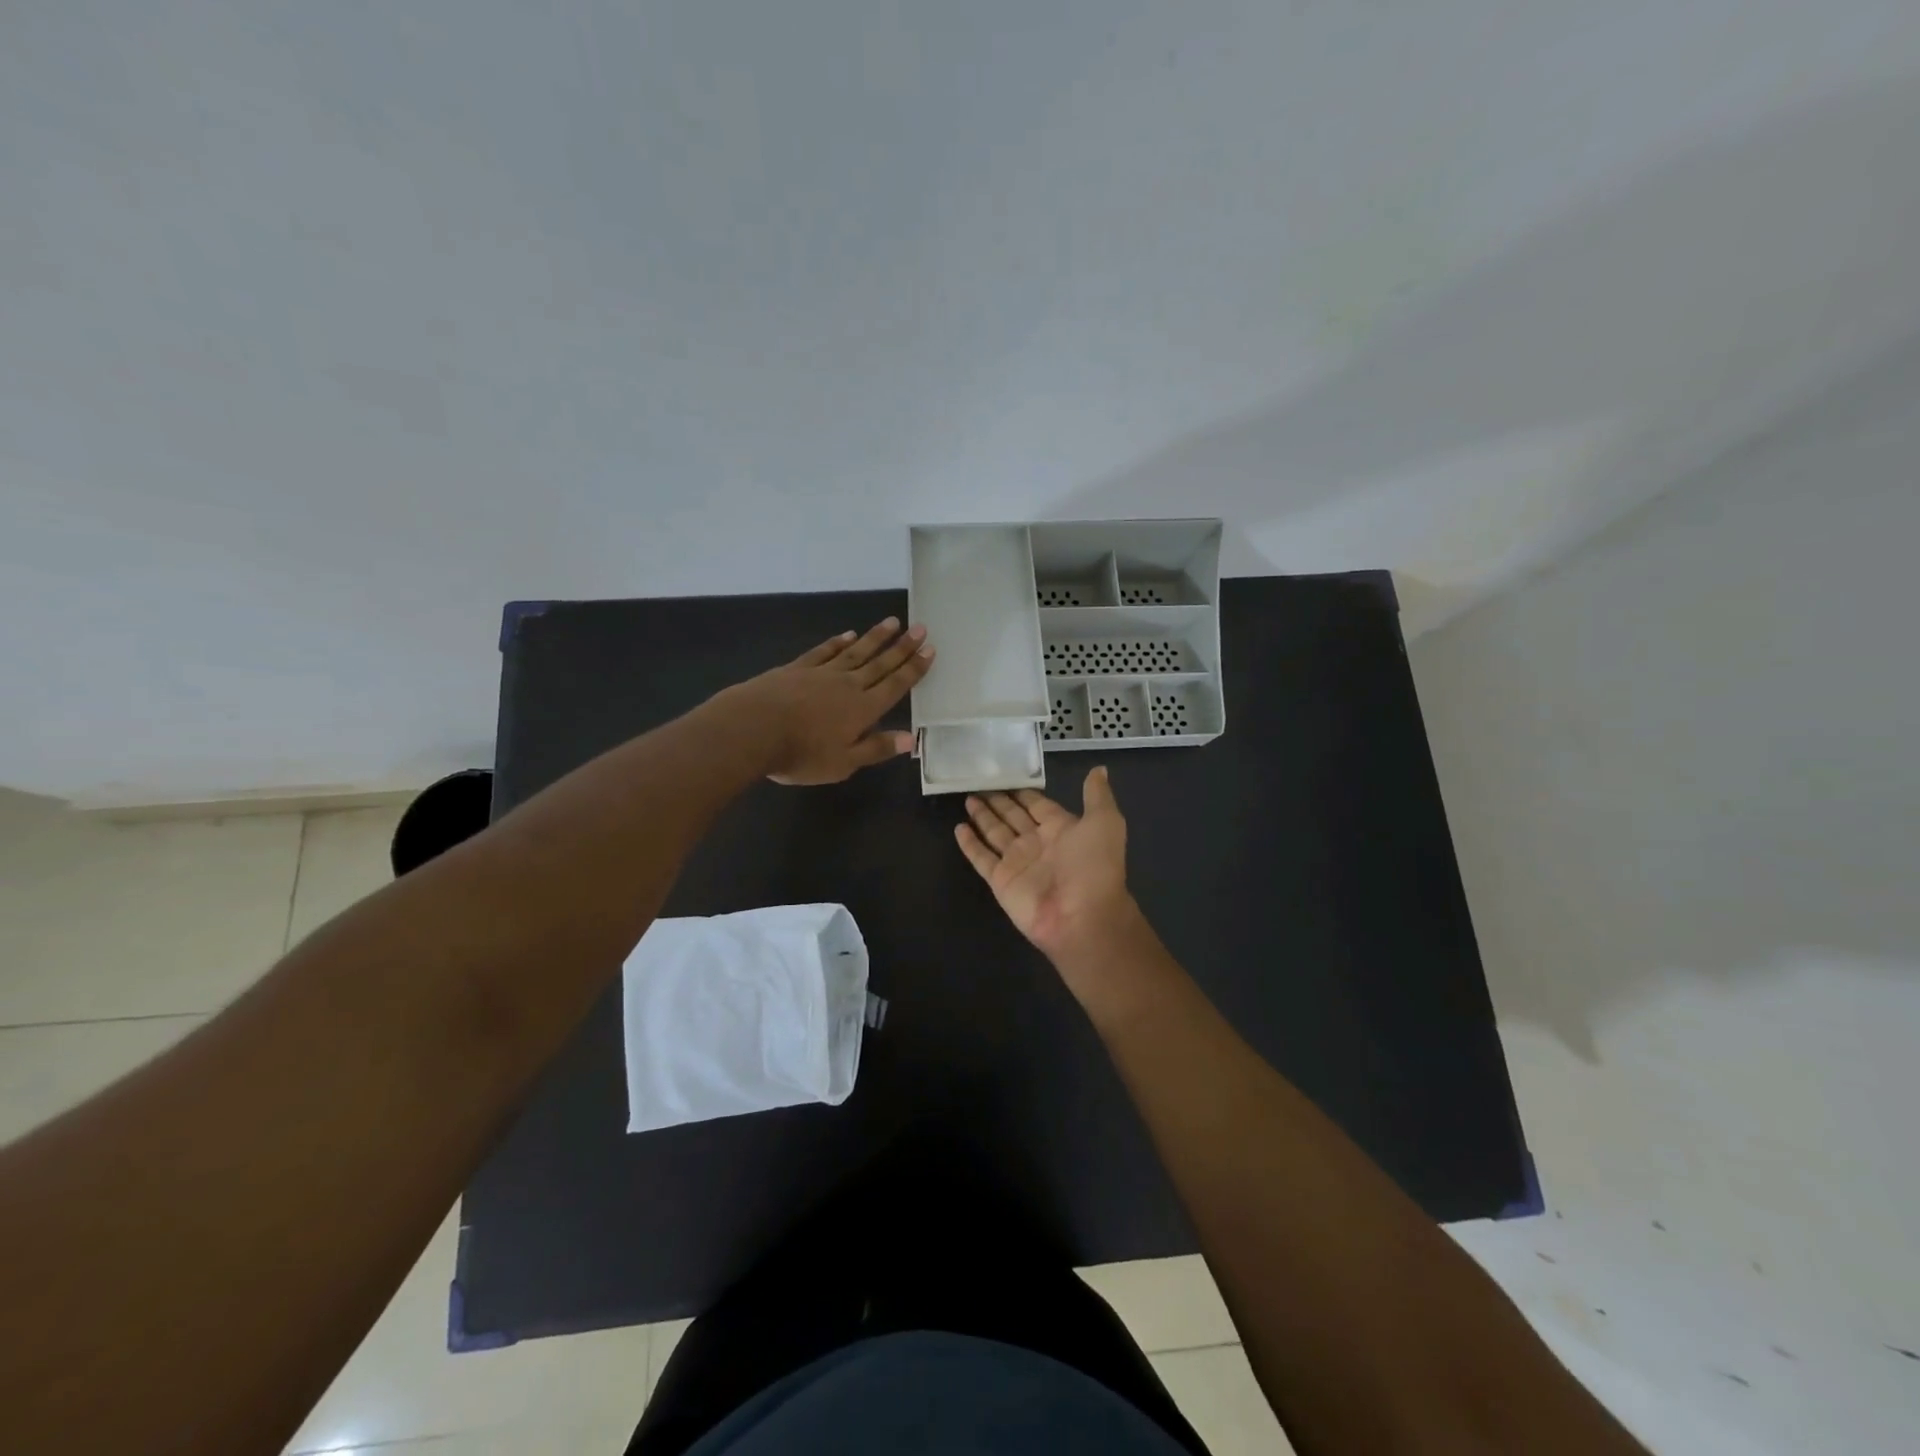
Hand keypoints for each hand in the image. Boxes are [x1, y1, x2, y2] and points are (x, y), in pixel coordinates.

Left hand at [724, 618, 933, 784]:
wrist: (754, 728)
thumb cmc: (802, 753)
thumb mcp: (844, 762)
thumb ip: (876, 748)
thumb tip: (910, 739)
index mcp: (864, 709)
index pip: (896, 685)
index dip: (914, 668)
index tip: (929, 649)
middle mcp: (848, 685)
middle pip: (880, 663)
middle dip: (902, 647)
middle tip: (920, 627)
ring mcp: (822, 673)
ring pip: (856, 651)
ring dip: (875, 637)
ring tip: (893, 622)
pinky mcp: (797, 668)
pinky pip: (824, 651)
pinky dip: (838, 642)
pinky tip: (847, 635)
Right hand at [954, 768, 1141, 964]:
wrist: (1082, 916)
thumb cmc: (1094, 866)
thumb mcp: (1105, 822)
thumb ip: (1097, 795)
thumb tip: (1099, 769)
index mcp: (1061, 828)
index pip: (1037, 804)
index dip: (1023, 792)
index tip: (1007, 773)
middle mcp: (1037, 842)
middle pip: (1013, 816)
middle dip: (998, 801)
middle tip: (978, 782)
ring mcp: (1017, 862)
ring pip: (995, 832)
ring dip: (982, 817)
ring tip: (967, 798)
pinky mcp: (1000, 880)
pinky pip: (981, 858)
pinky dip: (969, 844)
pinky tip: (958, 828)